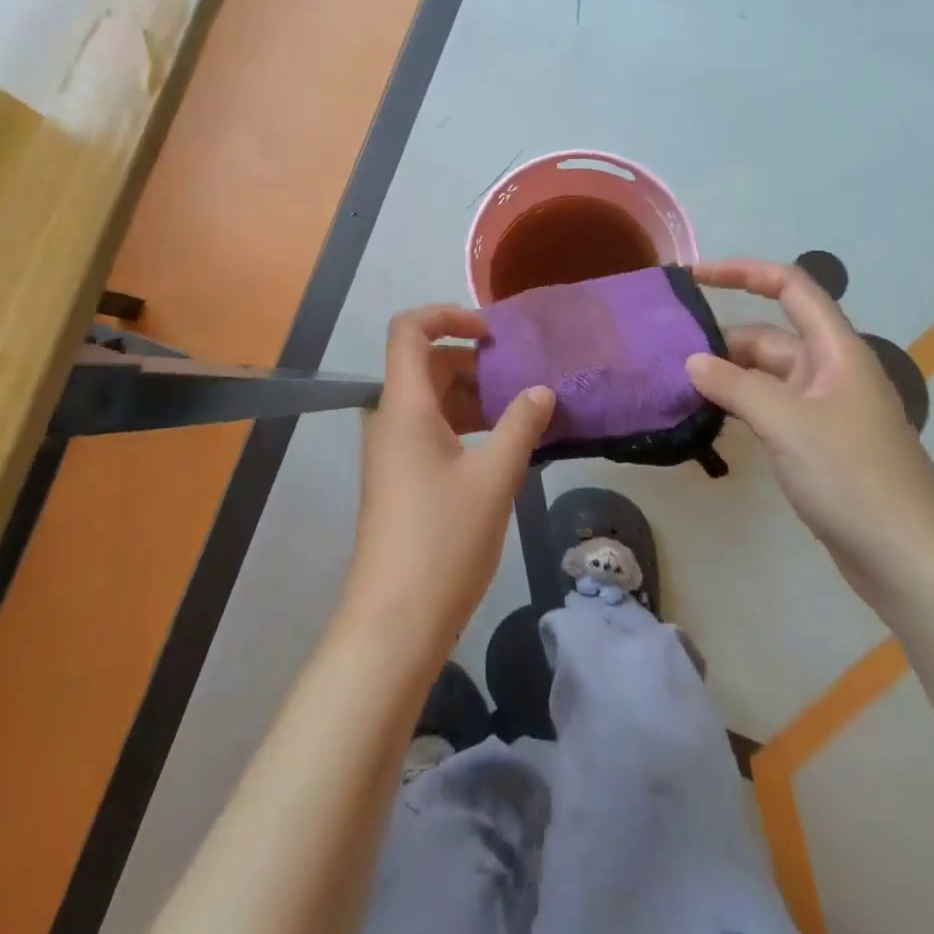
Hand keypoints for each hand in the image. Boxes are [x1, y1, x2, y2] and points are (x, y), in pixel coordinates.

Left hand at [341, 306, 554, 659]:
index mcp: (404, 405)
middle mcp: (390, 417)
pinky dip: (463, 425)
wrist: (395, 619)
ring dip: (473, 396)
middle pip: (425, 363)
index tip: (493, 335)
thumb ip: (520, 426)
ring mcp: (392, 448)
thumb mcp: (494, 478)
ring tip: (522, 412)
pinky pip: (429, 429)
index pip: (410, 329)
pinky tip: (502, 445)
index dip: (449, 315)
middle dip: (473, 362)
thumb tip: (542, 390)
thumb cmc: (443, 540)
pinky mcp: (399, 475)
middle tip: (522, 380)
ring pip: (430, 399)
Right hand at [684, 259, 933, 614]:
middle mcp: (832, 373)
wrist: (912, 563)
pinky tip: (709, 421)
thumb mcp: (787, 423)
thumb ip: (734, 385)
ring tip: (678, 390)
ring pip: (766, 377)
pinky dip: (740, 407)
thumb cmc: (853, 478)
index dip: (744, 272)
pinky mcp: (818, 445)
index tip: (694, 278)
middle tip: (668, 360)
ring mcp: (825, 411)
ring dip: (727, 378)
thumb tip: (692, 362)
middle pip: (770, 337)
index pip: (792, 288)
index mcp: (837, 352)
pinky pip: (770, 409)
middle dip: (722, 342)